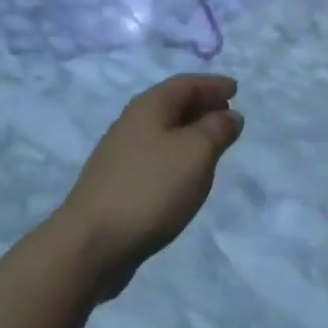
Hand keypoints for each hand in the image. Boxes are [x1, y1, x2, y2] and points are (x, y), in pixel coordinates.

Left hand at [55, 74, 242, 298]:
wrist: (91, 243)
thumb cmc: (150, 189)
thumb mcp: (195, 153)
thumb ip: (217, 129)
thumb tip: (230, 116)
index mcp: (148, 107)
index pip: (185, 84)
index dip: (212, 85)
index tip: (236, 90)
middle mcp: (131, 123)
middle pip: (171, 105)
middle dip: (201, 106)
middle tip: (228, 115)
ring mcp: (120, 154)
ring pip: (162, 132)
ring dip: (189, 132)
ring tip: (213, 146)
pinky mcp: (117, 183)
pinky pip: (155, 156)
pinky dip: (176, 156)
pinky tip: (185, 176)